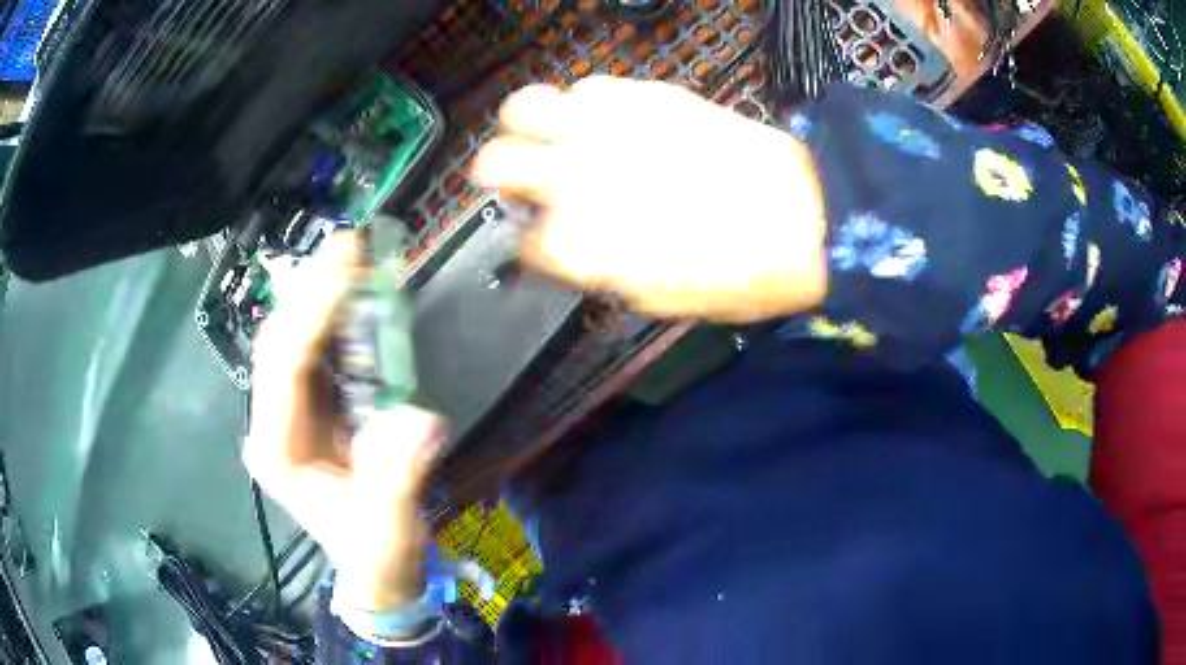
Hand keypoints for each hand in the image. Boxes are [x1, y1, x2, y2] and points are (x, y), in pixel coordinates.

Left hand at [244, 233, 447, 610]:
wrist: (377, 570)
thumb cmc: (377, 554)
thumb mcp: (389, 528)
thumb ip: (397, 479)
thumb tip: (422, 419)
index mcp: (278, 450)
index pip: (284, 367)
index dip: (312, 312)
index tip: (346, 268)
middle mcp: (272, 424)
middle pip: (280, 342)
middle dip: (309, 290)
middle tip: (348, 245)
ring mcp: (288, 415)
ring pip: (293, 340)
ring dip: (319, 296)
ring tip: (351, 256)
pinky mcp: (310, 411)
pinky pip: (315, 352)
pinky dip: (334, 318)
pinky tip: (353, 293)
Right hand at [474, 75, 828, 322]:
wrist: (803, 217)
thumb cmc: (736, 277)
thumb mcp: (656, 299)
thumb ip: (596, 269)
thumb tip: (568, 247)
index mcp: (576, 245)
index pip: (521, 243)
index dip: (531, 246)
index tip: (545, 244)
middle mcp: (573, 178)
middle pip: (492, 163)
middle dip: (498, 176)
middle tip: (523, 181)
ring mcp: (603, 127)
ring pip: (524, 105)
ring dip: (530, 126)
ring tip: (555, 138)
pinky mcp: (640, 93)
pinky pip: (585, 86)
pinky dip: (583, 106)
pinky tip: (607, 122)